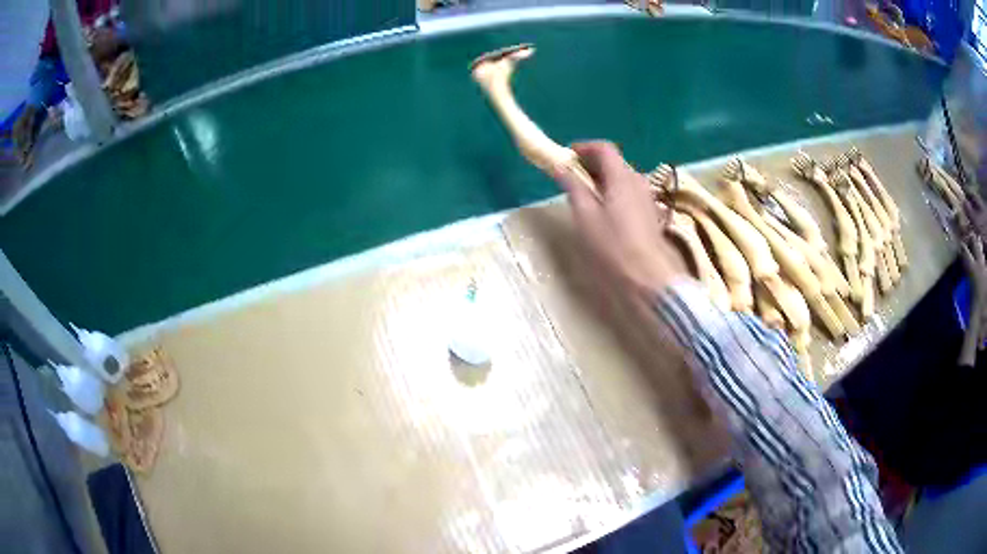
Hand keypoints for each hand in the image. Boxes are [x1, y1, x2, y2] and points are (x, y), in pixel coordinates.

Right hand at [552, 141, 686, 301]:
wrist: (648, 278)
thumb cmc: (612, 246)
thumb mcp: (585, 215)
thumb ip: (573, 186)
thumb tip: (560, 166)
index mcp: (622, 177)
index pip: (604, 148)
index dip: (583, 148)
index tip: (565, 156)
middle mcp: (638, 181)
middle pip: (614, 162)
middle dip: (591, 164)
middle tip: (570, 176)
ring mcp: (647, 198)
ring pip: (622, 178)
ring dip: (601, 179)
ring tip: (583, 194)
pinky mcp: (650, 214)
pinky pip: (628, 192)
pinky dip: (612, 192)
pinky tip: (602, 210)